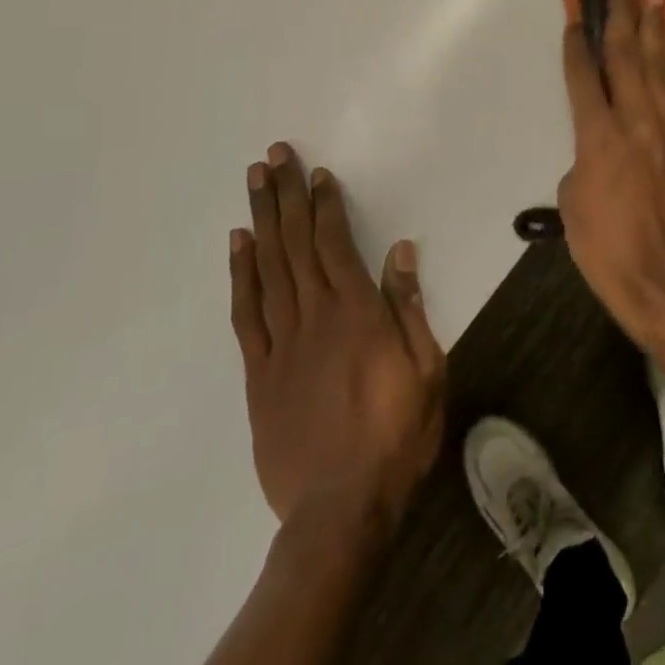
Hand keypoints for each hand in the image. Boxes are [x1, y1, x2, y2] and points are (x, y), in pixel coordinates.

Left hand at [230, 144, 445, 530]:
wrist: (340, 509)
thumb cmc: (395, 434)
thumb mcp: (426, 369)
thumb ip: (409, 307)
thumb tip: (400, 251)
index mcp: (357, 311)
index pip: (335, 242)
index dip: (324, 203)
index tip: (316, 172)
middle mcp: (315, 315)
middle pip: (295, 242)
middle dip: (285, 194)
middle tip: (273, 155)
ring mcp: (281, 342)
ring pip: (268, 266)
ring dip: (261, 219)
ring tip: (253, 181)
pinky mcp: (259, 372)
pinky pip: (246, 313)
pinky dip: (241, 273)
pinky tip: (238, 244)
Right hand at [557, 0, 664, 346]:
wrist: (664, 278)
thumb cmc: (606, 247)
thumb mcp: (572, 203)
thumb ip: (581, 159)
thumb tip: (597, 145)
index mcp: (597, 136)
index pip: (583, 77)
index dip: (576, 43)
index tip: (575, 15)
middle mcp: (632, 120)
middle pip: (624, 55)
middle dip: (620, 14)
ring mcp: (664, 126)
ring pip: (656, 63)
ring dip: (653, 23)